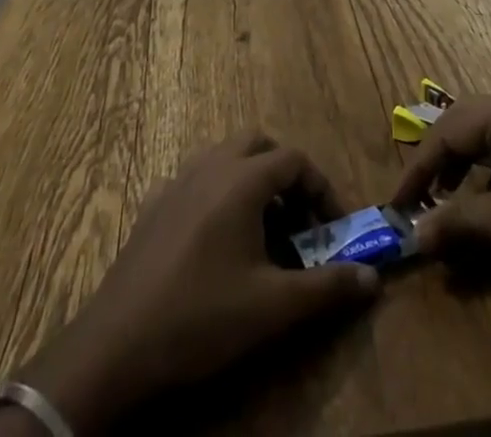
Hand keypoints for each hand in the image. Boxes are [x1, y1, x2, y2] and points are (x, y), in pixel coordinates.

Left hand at [13, 133, 379, 432]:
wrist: (117, 346)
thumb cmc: (202, 317)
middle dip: (285, 174)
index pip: (295, 161)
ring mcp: (178, 181)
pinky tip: (218, 240)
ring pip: (226, 157)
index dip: (321, 189)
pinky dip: (220, 192)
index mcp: (242, 179)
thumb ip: (327, 288)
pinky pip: (198, 178)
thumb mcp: (273, 307)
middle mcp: (211, 165)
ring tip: (264, 231)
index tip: (333, 228)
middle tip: (299, 219)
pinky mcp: (154, 205)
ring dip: (252, 180)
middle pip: (259, 145)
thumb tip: (373, 278)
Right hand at [390, 91, 490, 298]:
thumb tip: (414, 233)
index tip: (398, 204)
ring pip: (487, 137)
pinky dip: (488, 173)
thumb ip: (457, 222)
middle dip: (438, 162)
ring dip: (462, 168)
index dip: (419, 168)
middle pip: (465, 125)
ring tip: (445, 204)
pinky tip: (485, 204)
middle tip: (417, 199)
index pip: (449, 131)